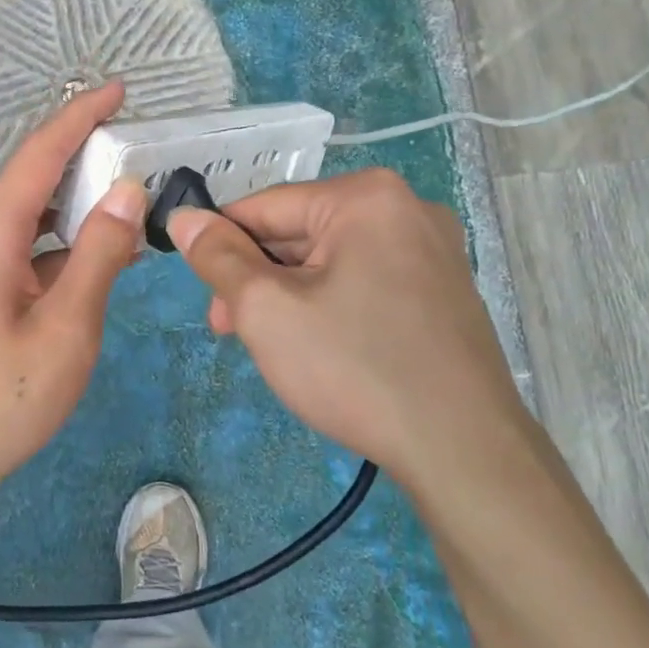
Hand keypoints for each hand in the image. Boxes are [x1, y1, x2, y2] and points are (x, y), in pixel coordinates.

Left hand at [0, 82, 144, 500]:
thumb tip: (125, 191)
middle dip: (83, 167)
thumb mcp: (67, 328)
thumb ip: (99, 254)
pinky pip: (12, 250)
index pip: (39, 155)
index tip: (117, 90)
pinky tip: (87, 262)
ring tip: (124, 211)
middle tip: (138, 160)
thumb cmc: (2, 400)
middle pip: (30, 184)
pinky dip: (51, 247)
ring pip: (23, 220)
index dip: (80, 118)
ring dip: (70, 214)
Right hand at [166, 168, 527, 487]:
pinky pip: (364, 280)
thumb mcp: (266, 309)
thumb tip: (184, 217)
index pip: (264, 207)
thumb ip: (217, 257)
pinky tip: (321, 347)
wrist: (464, 451)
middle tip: (233, 331)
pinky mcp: (443, 289)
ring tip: (274, 346)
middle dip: (258, 279)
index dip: (221, 247)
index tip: (205, 297)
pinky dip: (330, 305)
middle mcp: (406, 207)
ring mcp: (433, 249)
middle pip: (299, 232)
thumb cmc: (355, 368)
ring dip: (290, 295)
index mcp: (365, 196)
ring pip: (330, 259)